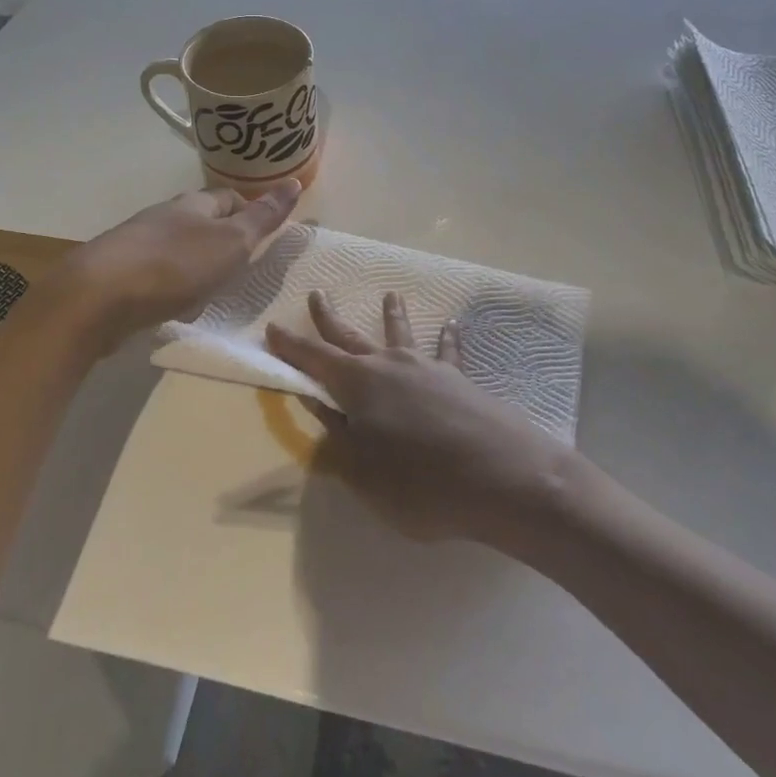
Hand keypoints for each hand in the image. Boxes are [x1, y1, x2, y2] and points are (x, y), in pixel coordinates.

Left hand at [49, 183, 300, 349]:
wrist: (99, 296)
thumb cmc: (176, 265)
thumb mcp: (232, 241)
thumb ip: (263, 217)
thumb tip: (294, 181)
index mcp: (194, 204)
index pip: (229, 197)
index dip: (250, 212)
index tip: (264, 237)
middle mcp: (165, 216)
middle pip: (202, 223)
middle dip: (223, 243)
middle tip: (243, 270)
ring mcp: (139, 244)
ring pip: (179, 250)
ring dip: (197, 268)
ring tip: (211, 295)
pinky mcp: (120, 273)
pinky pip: (157, 275)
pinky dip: (172, 288)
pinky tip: (175, 309)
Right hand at [266, 290, 573, 549]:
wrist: (502, 477)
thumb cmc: (421, 483)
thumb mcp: (364, 474)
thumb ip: (339, 441)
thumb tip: (319, 411)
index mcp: (358, 385)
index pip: (314, 360)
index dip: (291, 346)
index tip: (272, 327)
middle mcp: (389, 366)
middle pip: (351, 337)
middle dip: (329, 318)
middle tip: (317, 293)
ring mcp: (427, 369)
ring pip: (401, 335)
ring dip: (392, 315)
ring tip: (390, 295)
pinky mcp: (460, 380)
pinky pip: (448, 353)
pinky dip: (448, 338)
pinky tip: (453, 325)